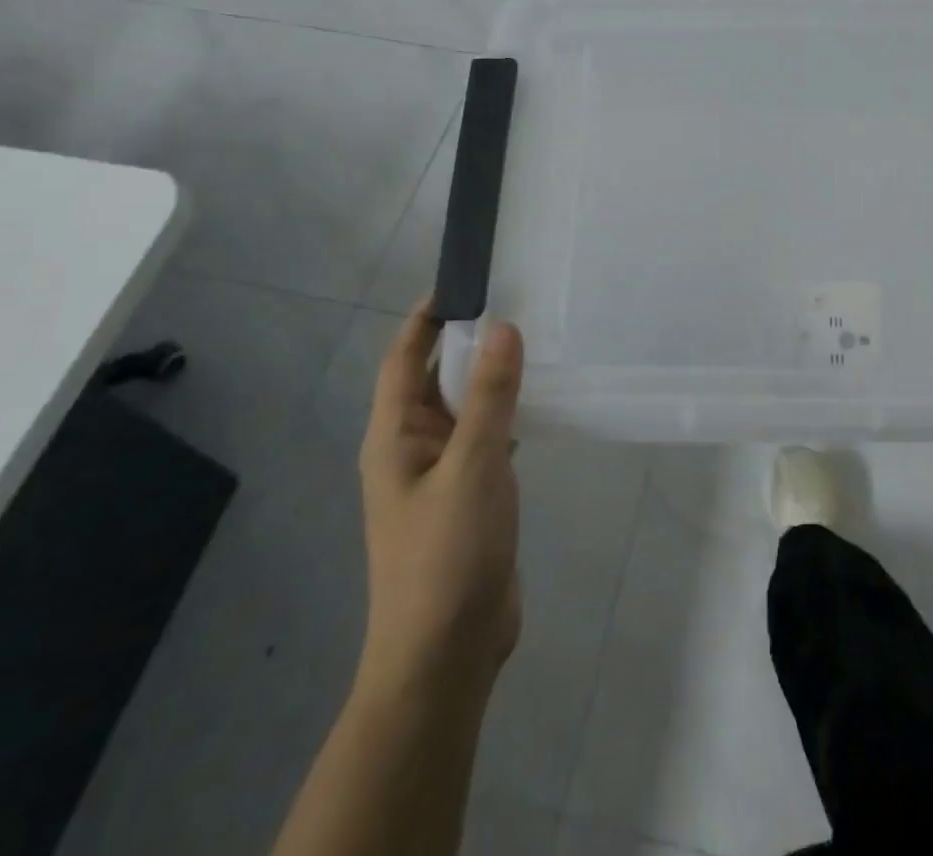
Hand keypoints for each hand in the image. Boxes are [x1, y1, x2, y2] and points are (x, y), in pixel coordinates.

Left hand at [356, 301, 523, 705]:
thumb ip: (489, 395)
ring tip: (533, 342)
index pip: (404, 358)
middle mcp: (412, 448)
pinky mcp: (468, 497)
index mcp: (395, 436)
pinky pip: (484, 437)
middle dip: (467, 340)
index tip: (466, 279)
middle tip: (517, 301)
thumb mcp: (473, 466)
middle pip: (434, 378)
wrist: (447, 654)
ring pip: (464, 408)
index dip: (427, 316)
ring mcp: (440, 474)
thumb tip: (502, 326)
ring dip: (489, 377)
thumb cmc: (447, 554)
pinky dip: (505, 413)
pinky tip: (537, 405)